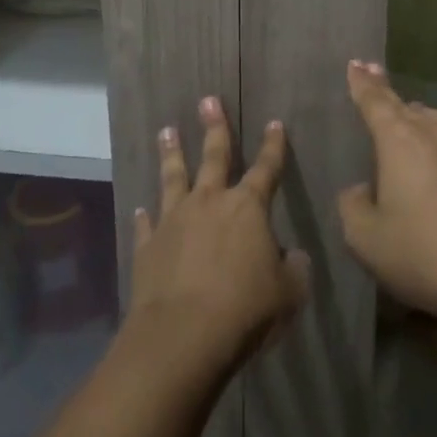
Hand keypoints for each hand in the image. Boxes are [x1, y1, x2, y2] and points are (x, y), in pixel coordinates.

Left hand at [128, 97, 309, 378]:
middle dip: (214, 127)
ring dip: (171, 153)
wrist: (182, 336)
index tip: (274, 123)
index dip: (273, 146)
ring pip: (173, 177)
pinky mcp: (148, 245)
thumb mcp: (288, 294)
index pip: (266, 168)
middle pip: (213, 156)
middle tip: (208, 100)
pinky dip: (145, 215)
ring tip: (166, 130)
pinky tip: (141, 208)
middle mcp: (209, 202)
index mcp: (248, 208)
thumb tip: (295, 256)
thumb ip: (295, 270)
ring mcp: (174, 220)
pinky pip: (147, 223)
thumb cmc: (245, 310)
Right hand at [337, 61, 436, 325]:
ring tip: (415, 142)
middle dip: (393, 105)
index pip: (375, 100)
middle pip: (411, 110)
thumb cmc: (424, 255)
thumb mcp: (365, 239)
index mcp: (400, 139)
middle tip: (381, 105)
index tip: (357, 63)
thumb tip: (361, 191)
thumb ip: (352, 206)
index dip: (363, 82)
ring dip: (425, 128)